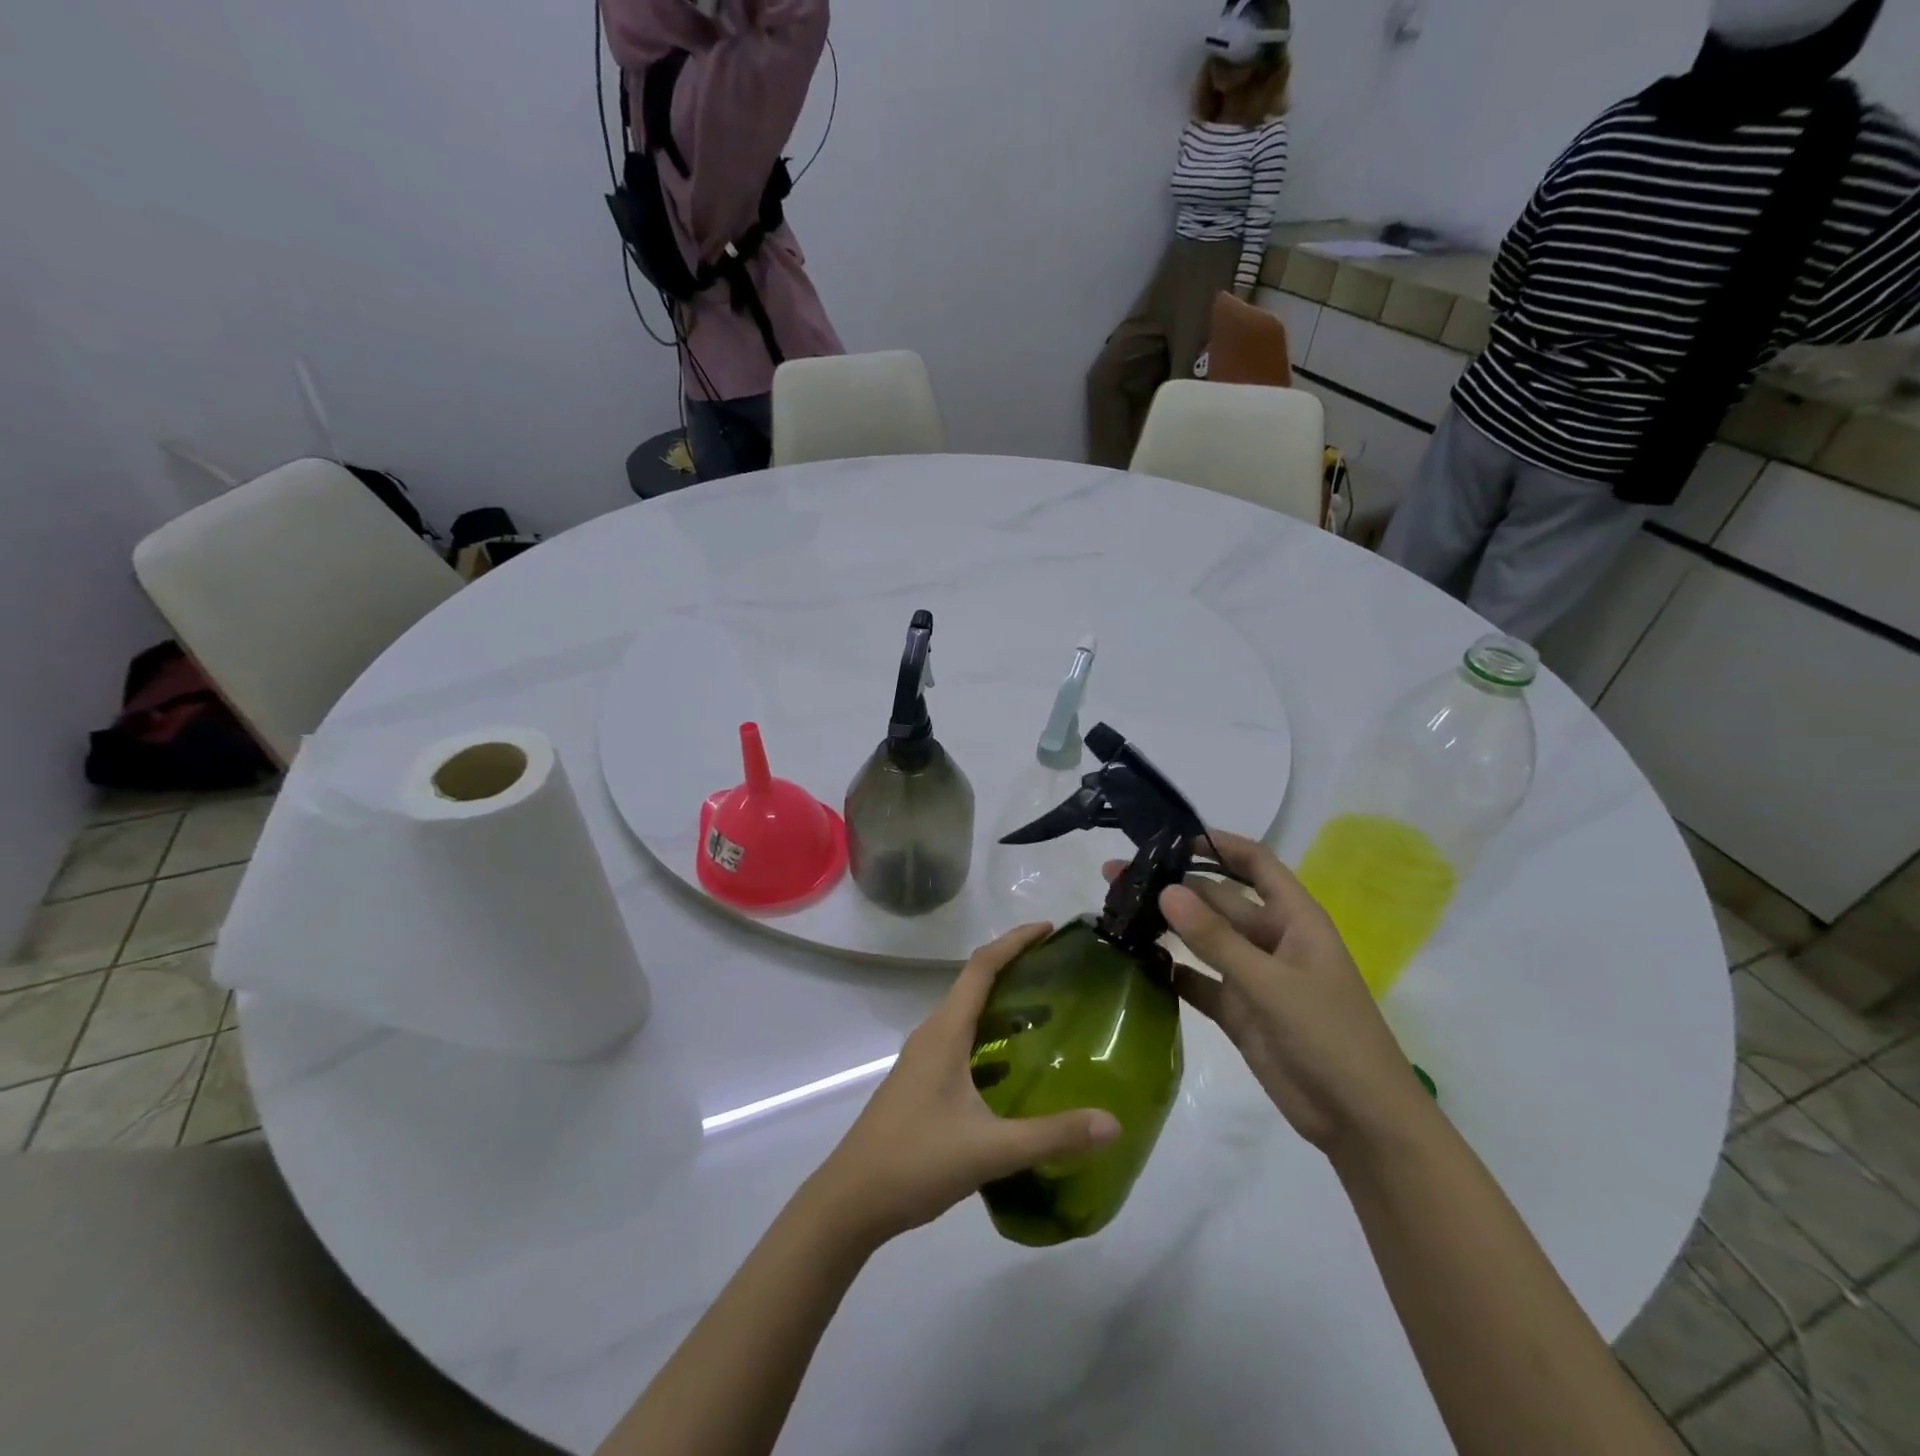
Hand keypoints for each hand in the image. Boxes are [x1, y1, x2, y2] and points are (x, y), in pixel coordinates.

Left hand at [807, 924, 1120, 1246]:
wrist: (851, 1201)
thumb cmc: (915, 1161)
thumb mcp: (990, 1150)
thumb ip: (1052, 1136)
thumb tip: (1113, 1123)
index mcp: (945, 1033)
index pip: (981, 967)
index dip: (1014, 942)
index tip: (1049, 929)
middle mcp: (932, 1035)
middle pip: (974, 984)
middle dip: (1014, 968)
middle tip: (1060, 972)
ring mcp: (923, 1060)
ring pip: (967, 1016)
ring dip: (1003, 1005)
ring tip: (1048, 1014)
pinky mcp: (921, 1084)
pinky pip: (961, 1042)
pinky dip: (991, 1038)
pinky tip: (1015, 1069)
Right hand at [1117, 831, 1427, 1156]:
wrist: (1361, 1122)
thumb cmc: (1330, 1037)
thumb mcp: (1271, 983)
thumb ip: (1216, 939)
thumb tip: (1166, 890)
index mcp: (1294, 919)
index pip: (1255, 864)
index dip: (1218, 845)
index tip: (1169, 837)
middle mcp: (1271, 940)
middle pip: (1218, 900)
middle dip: (1174, 886)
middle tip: (1117, 876)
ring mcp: (1253, 976)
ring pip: (1204, 939)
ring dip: (1168, 926)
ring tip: (1118, 909)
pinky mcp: (1238, 1011)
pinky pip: (1198, 980)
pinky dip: (1172, 971)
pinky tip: (1136, 961)